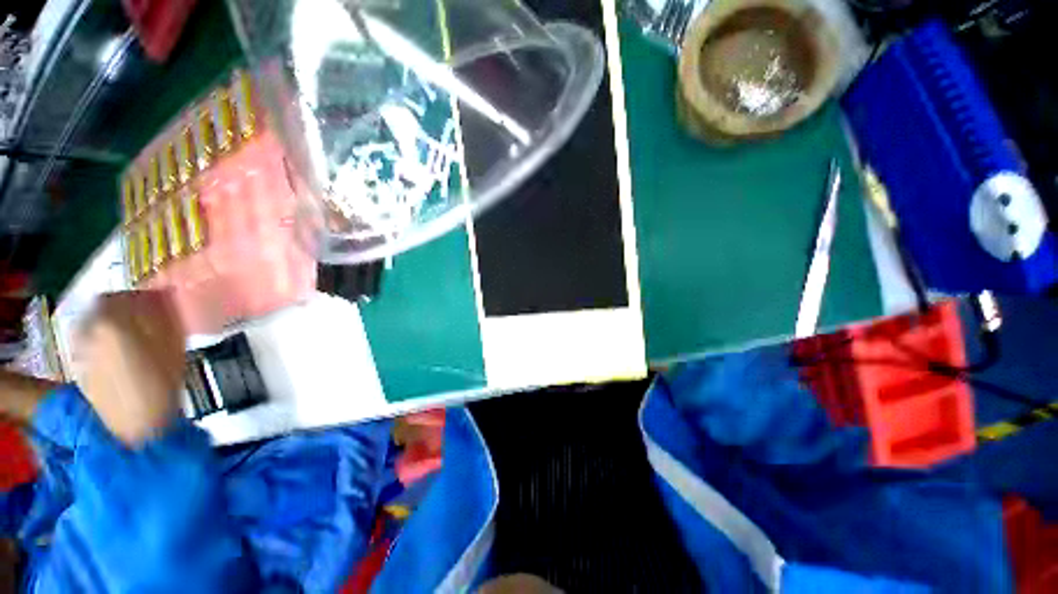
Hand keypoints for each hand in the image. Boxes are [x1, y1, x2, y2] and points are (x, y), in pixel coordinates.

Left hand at [75, 291, 185, 445]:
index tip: (156, 300)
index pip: (119, 295)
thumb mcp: (173, 344)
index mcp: (112, 322)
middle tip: (146, 316)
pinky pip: (90, 341)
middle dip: (123, 307)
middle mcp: (89, 331)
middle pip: (102, 307)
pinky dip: (103, 339)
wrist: (138, 426)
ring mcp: (81, 349)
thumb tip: (162, 293)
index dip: (138, 295)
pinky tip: (120, 352)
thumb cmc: (162, 383)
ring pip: (93, 323)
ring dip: (112, 322)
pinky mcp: (81, 366)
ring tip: (134, 334)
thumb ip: (164, 315)